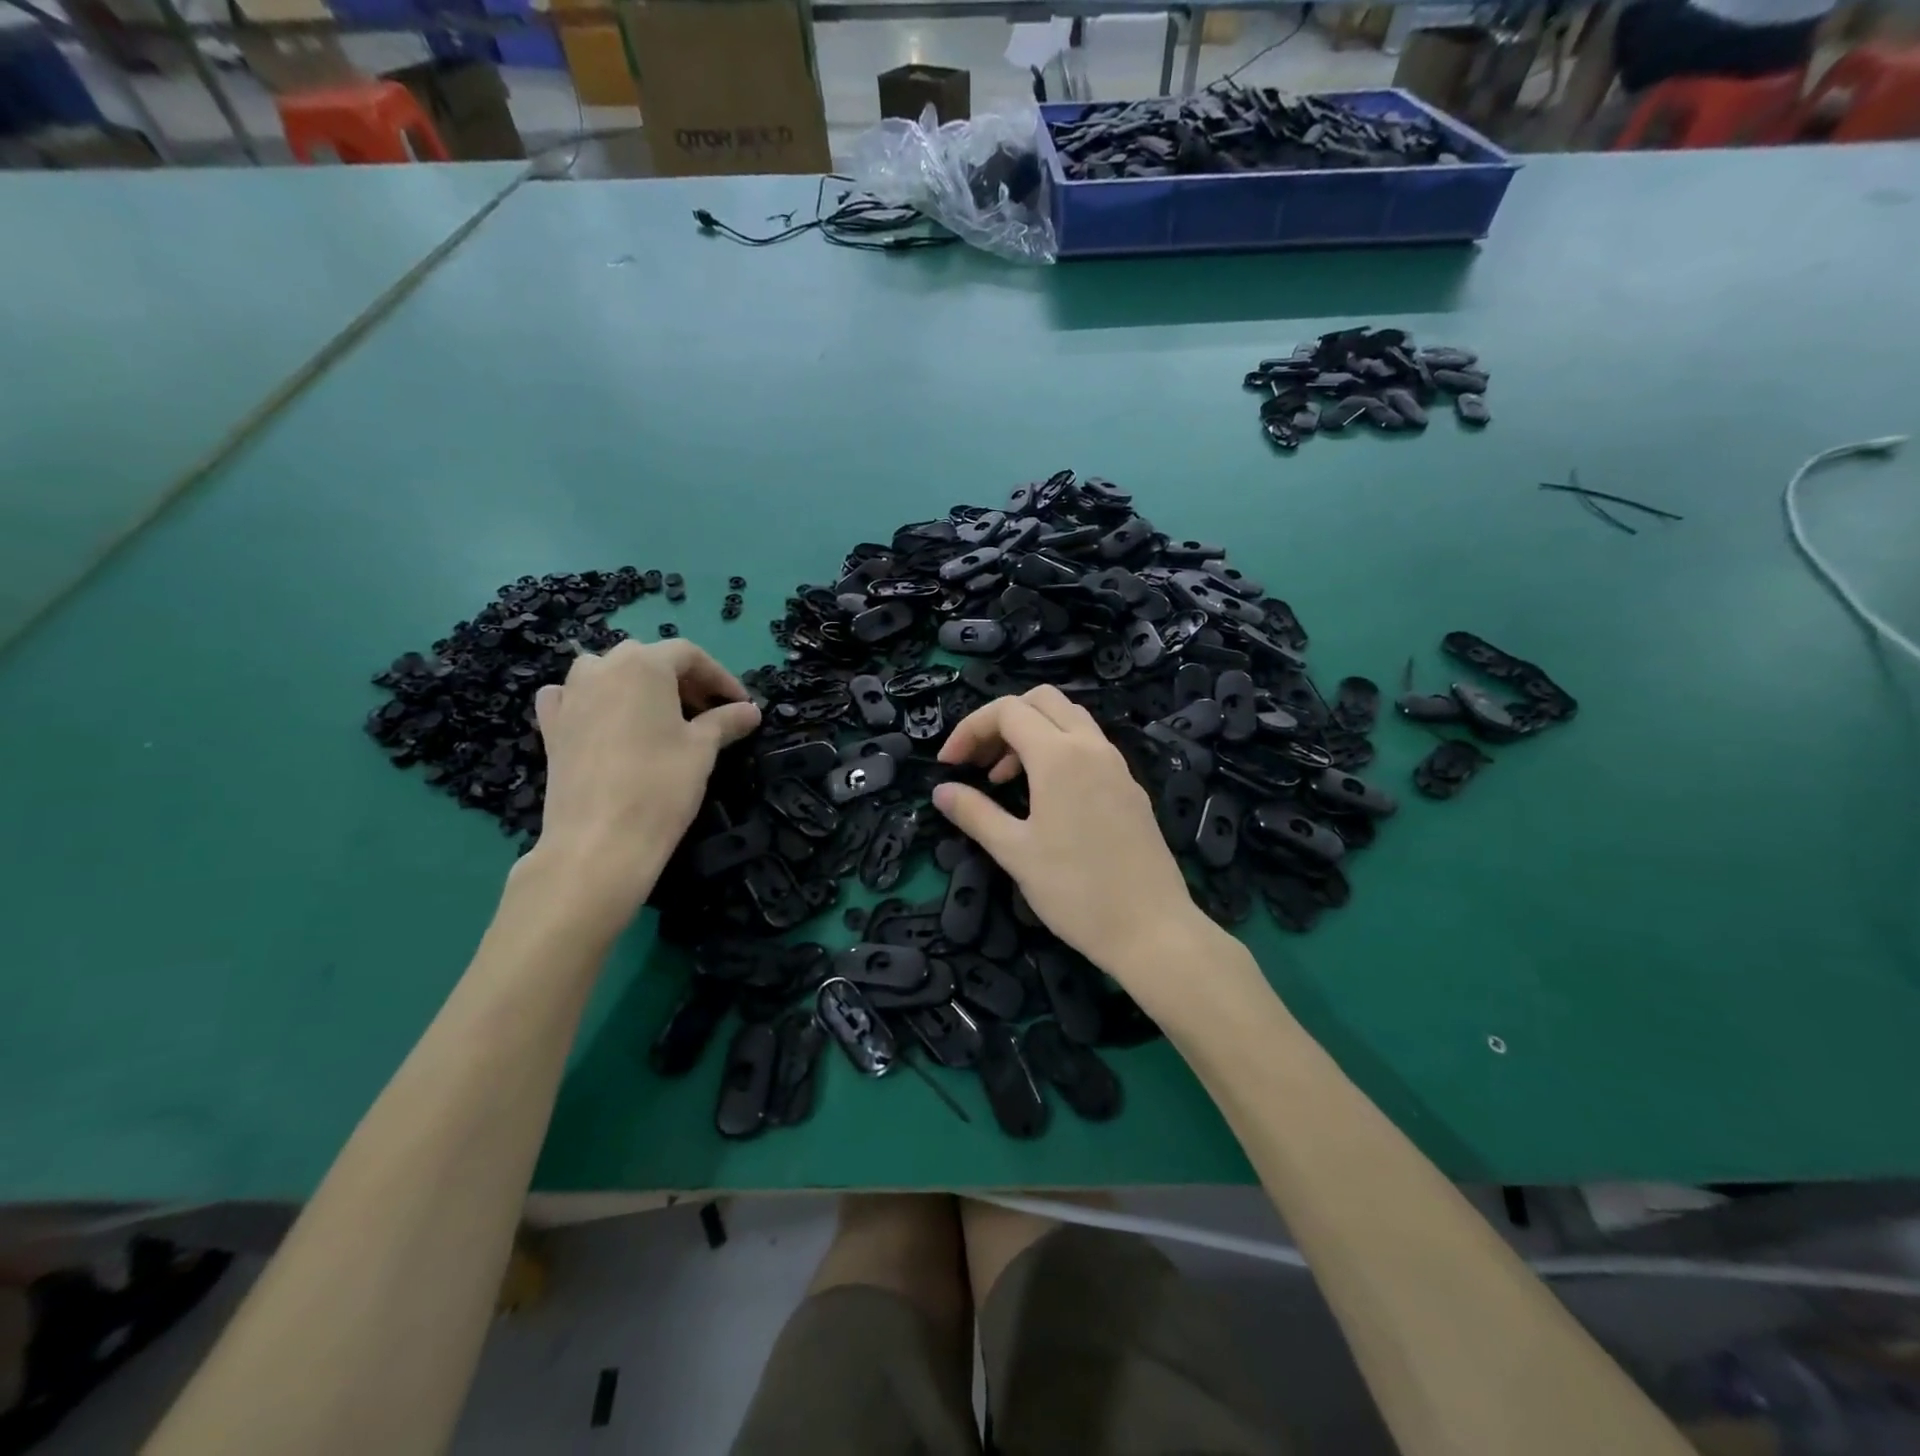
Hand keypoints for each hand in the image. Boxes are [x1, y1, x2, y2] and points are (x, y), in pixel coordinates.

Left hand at [528, 639, 759, 920]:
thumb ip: (726, 721)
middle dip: (682, 681)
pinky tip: (602, 719)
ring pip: (607, 672)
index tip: (741, 705)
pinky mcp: (551, 726)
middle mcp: (602, 668)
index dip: (720, 677)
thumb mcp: (703, 749)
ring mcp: (570, 695)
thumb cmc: (660, 785)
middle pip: (648, 660)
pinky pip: (570, 697)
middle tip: (708, 713)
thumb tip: (750, 711)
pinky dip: (590, 699)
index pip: (689, 655)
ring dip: (637, 685)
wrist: (599, 841)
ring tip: (661, 716)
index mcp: (643, 664)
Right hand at [930, 685, 1205, 982]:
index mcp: (1059, 755)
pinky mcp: (1129, 787)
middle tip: (978, 761)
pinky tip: (1044, 796)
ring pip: (1069, 719)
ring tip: (1003, 779)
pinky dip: (1057, 751)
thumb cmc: (1075, 890)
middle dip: (1001, 720)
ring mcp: (1116, 765)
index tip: (948, 765)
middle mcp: (1091, 747)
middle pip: (1041, 701)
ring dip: (1030, 734)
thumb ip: (975, 813)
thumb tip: (941, 791)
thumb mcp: (1014, 852)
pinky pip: (1088, 746)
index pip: (1007, 711)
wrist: (1151, 928)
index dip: (969, 729)